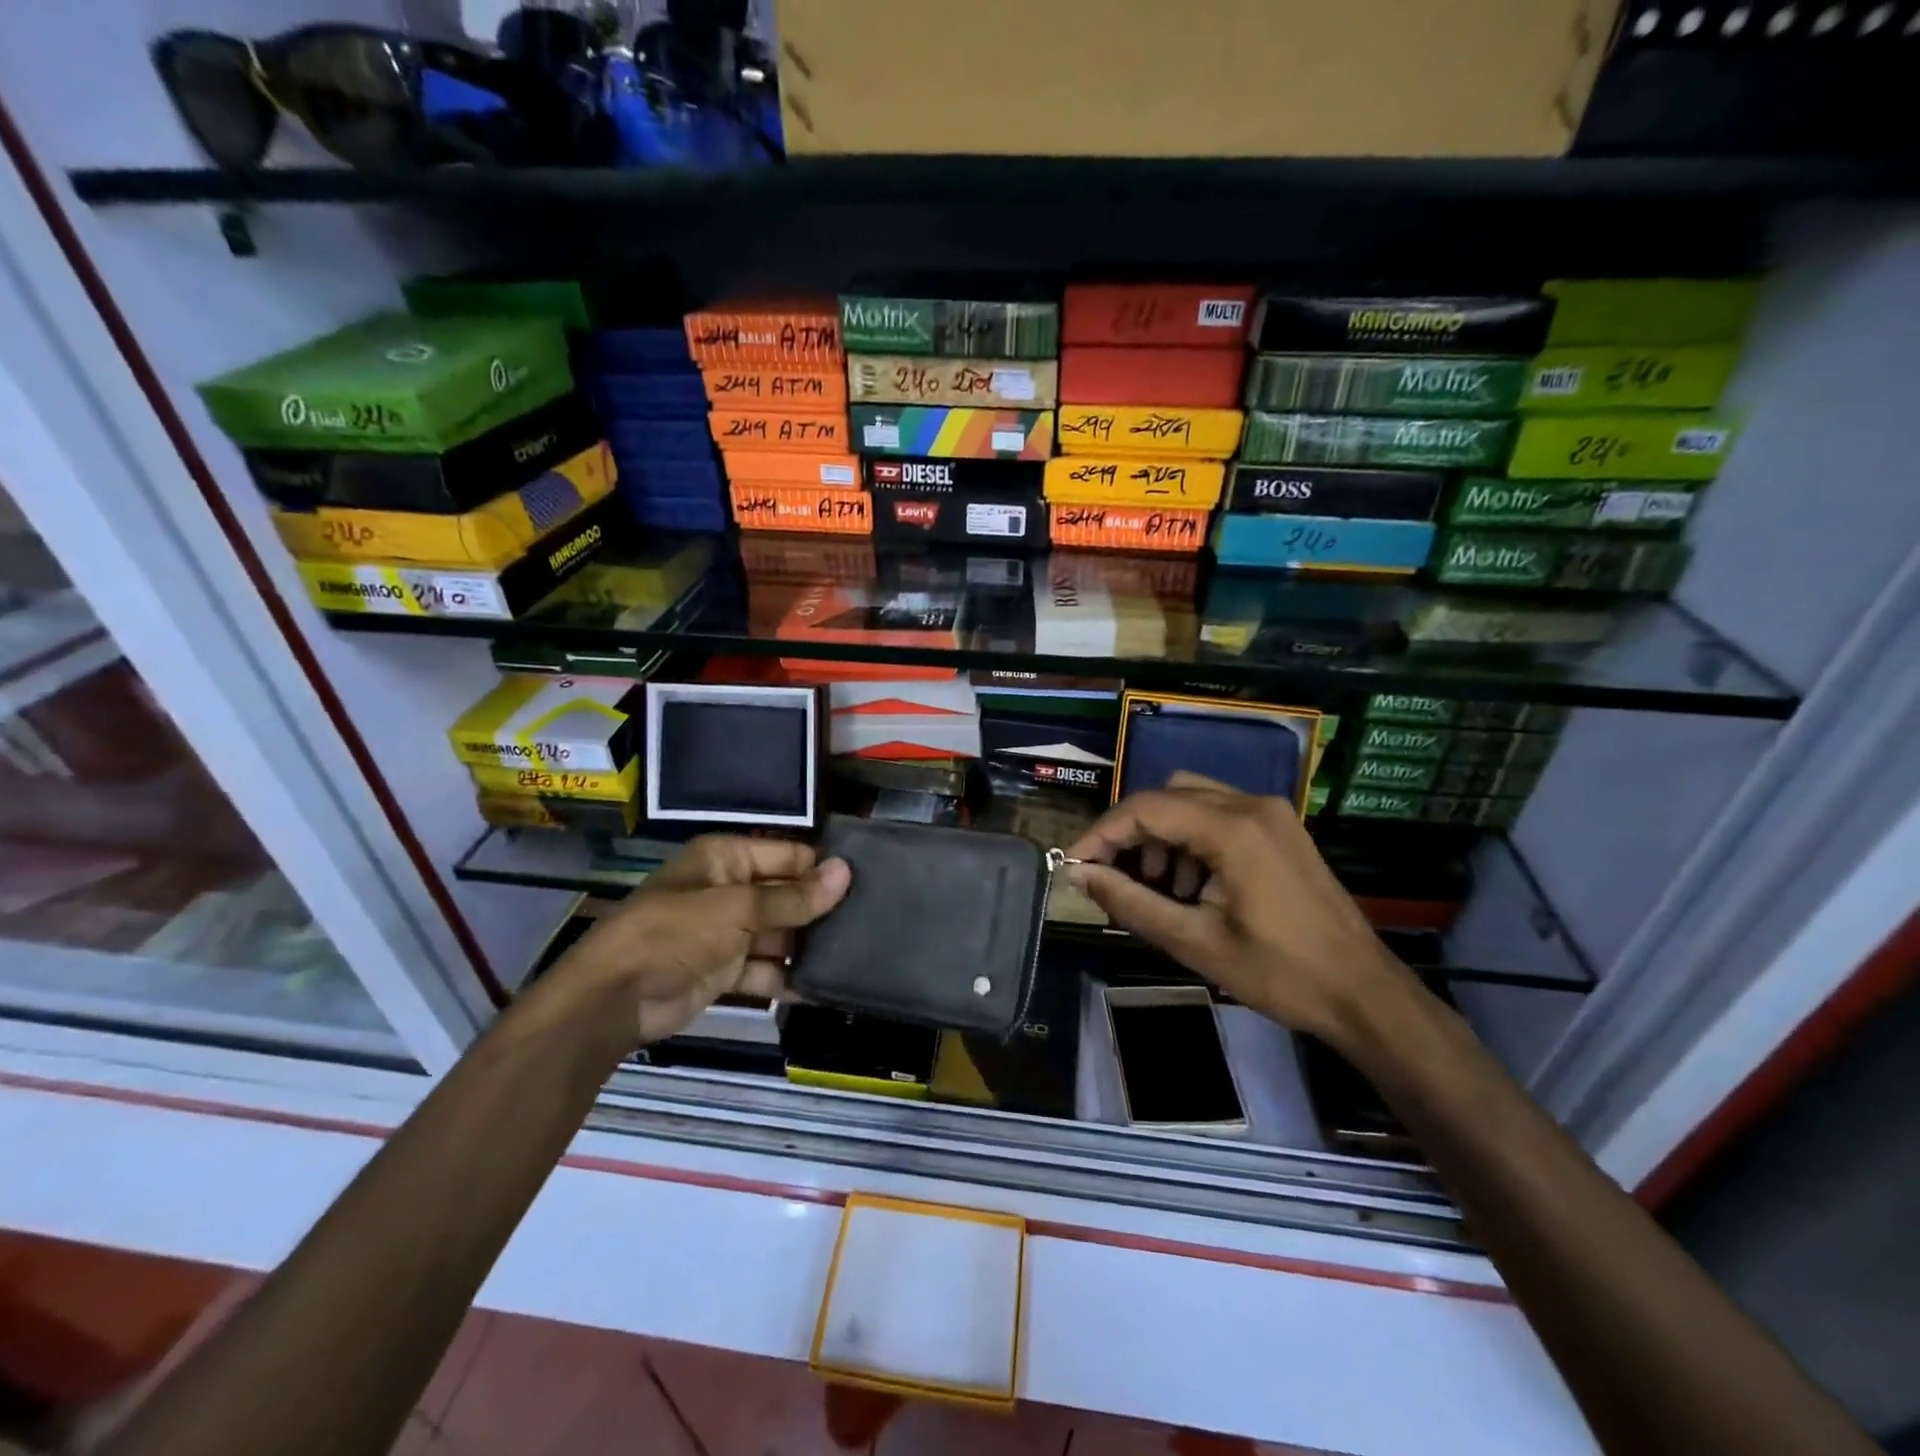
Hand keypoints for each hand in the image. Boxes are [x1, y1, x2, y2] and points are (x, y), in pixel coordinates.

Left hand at [553, 836, 849, 1046]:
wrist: (613, 1000)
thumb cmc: (674, 934)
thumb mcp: (736, 909)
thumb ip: (793, 897)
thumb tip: (846, 871)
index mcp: (727, 859)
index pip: (789, 855)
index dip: (823, 869)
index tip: (868, 883)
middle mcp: (730, 889)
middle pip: (787, 895)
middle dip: (820, 910)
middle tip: (871, 921)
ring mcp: (728, 931)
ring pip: (779, 934)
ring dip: (807, 946)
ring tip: (855, 953)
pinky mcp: (725, 970)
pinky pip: (765, 969)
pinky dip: (786, 978)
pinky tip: (822, 986)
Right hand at [1066, 772, 1411, 1044]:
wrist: (1365, 994)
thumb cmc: (1280, 973)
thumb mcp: (1195, 941)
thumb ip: (1130, 902)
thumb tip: (1080, 876)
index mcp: (1233, 827)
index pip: (1145, 809)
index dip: (1101, 834)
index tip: (1074, 866)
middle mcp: (1251, 804)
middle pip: (1166, 796)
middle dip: (1131, 835)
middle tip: (1114, 879)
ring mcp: (1271, 813)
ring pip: (1190, 800)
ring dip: (1161, 836)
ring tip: (1157, 889)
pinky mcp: (1280, 828)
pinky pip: (1218, 815)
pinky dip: (1190, 840)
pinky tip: (1192, 886)